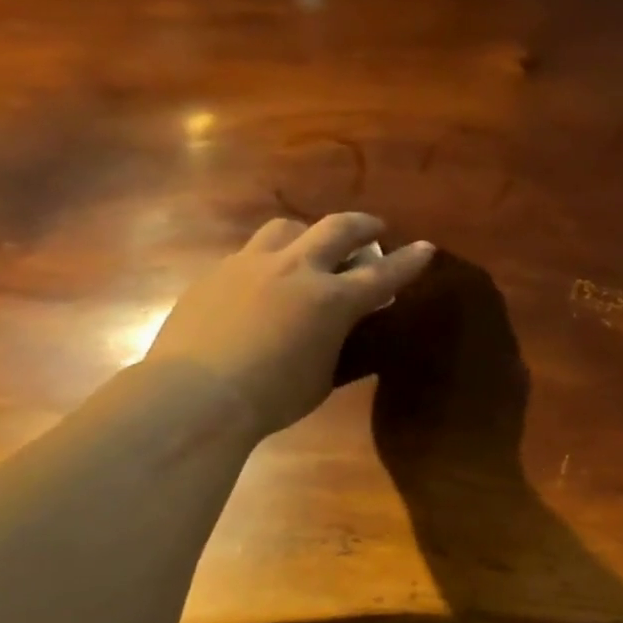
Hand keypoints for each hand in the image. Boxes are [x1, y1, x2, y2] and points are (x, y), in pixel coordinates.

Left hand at [144, 213, 433, 435]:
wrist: (196, 395)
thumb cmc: (273, 397)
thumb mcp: (324, 375)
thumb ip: (339, 342)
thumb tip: (345, 326)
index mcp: (332, 300)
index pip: (382, 274)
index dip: (408, 261)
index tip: (425, 247)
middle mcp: (296, 270)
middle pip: (336, 229)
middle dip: (362, 225)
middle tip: (374, 228)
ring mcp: (251, 265)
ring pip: (287, 228)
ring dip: (309, 233)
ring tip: (312, 248)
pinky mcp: (216, 273)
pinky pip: (251, 254)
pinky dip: (270, 261)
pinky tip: (264, 283)